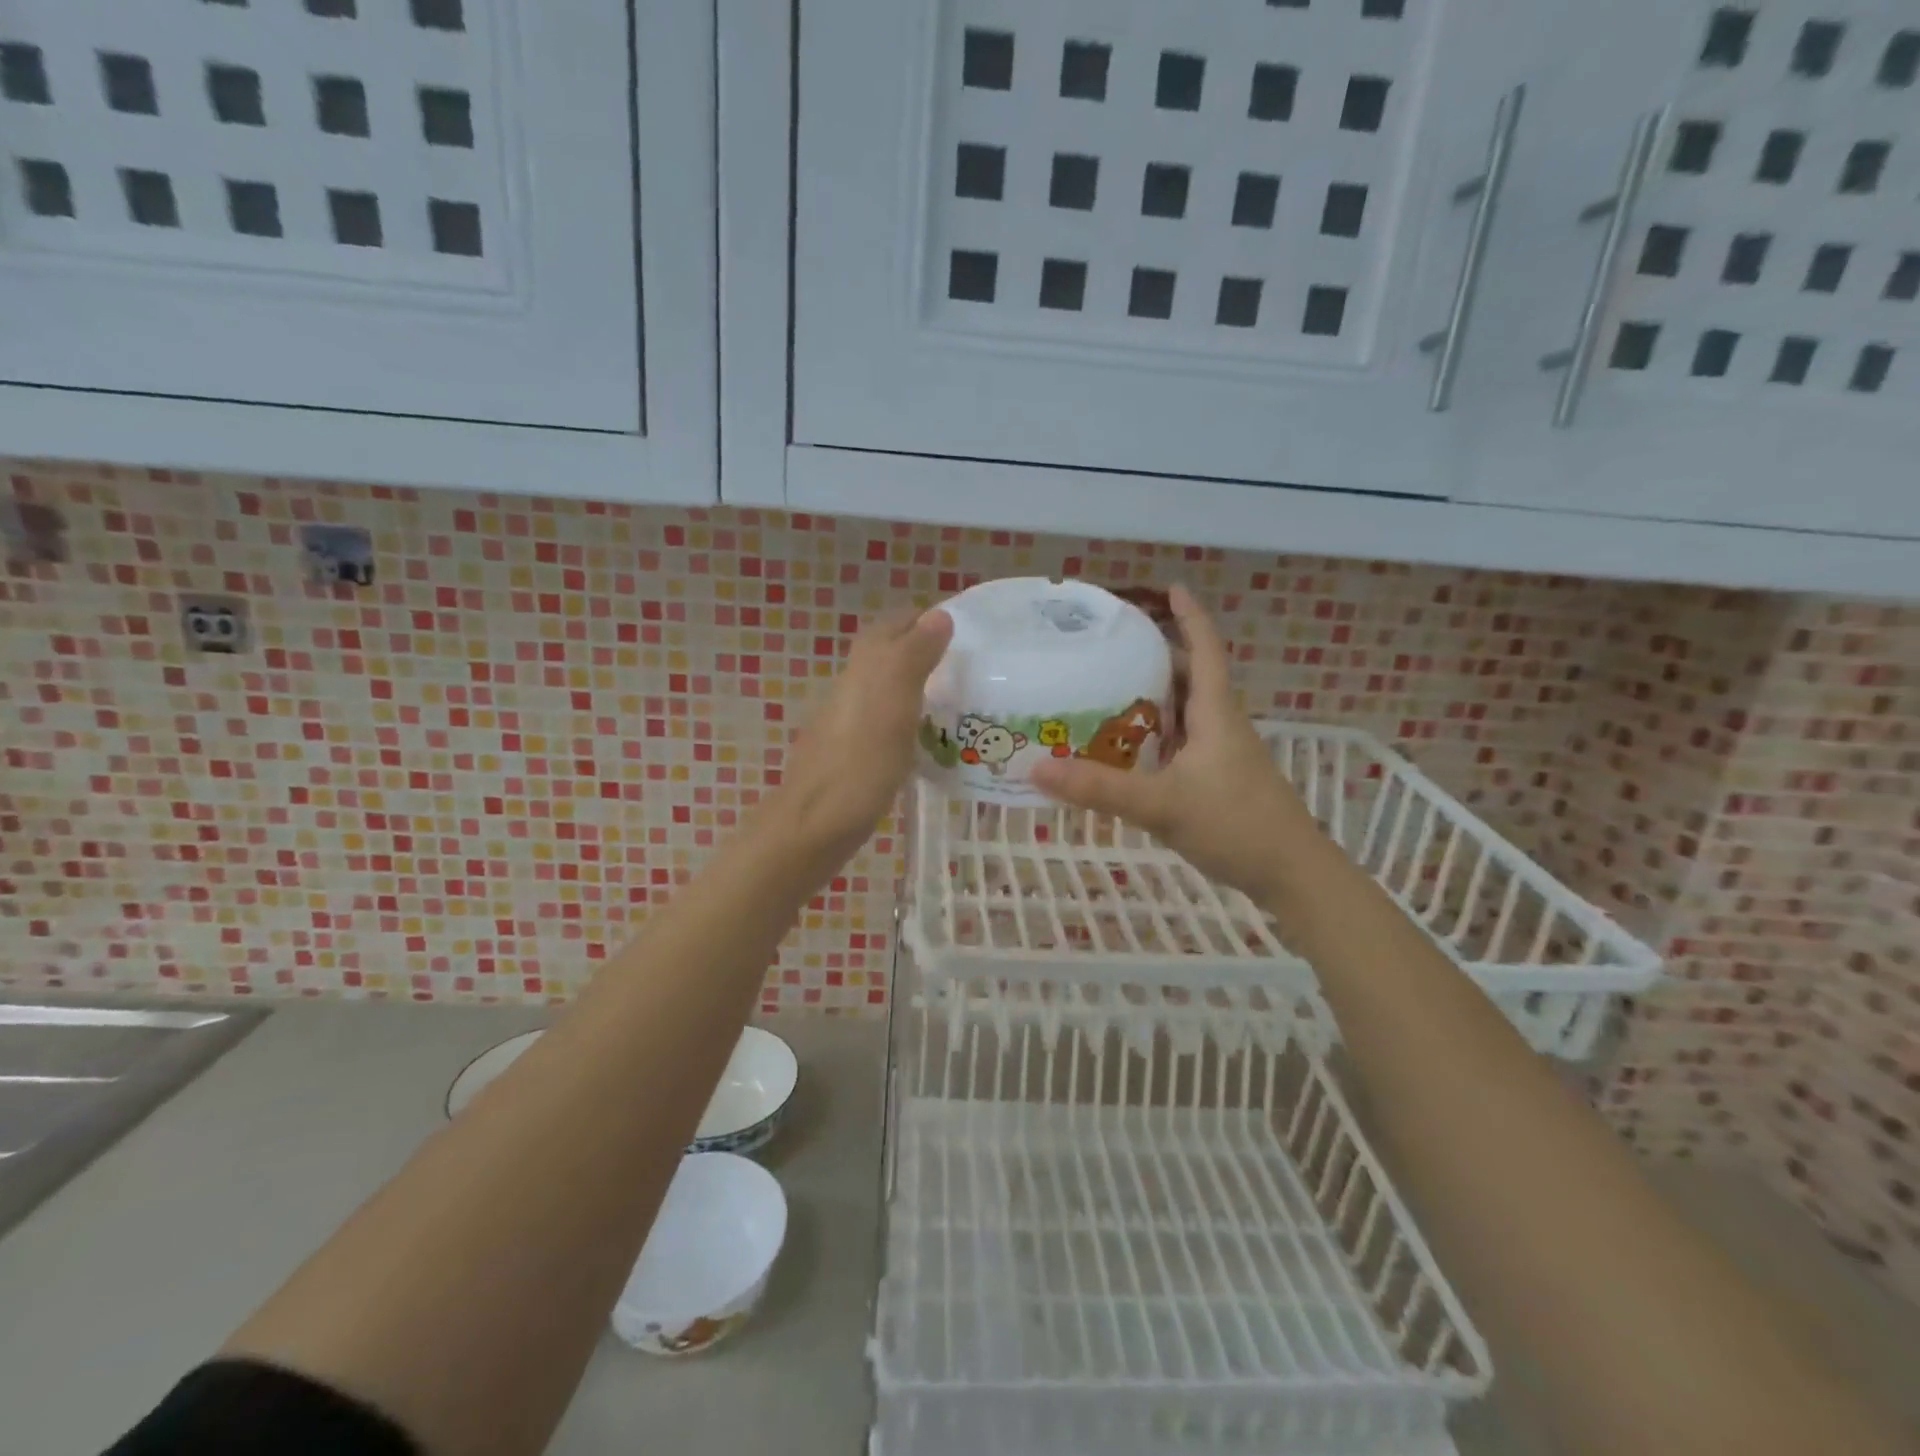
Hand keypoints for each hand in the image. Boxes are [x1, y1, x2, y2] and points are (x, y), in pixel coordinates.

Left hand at [779, 606, 952, 854]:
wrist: (815, 825)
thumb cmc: (861, 763)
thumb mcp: (894, 702)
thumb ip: (914, 656)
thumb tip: (938, 615)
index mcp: (864, 667)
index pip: (894, 624)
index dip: (925, 621)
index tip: (964, 632)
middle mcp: (852, 686)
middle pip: (888, 654)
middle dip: (923, 650)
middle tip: (965, 666)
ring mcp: (849, 721)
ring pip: (886, 688)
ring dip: (917, 685)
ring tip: (956, 700)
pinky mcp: (852, 753)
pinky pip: (885, 721)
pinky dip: (909, 719)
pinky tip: (928, 739)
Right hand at [1028, 585, 1319, 900]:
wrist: (1292, 875)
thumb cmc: (1235, 825)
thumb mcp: (1161, 805)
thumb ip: (1100, 789)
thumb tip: (1038, 767)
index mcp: (1215, 713)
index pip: (1205, 650)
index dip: (1190, 616)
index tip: (1169, 588)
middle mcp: (1220, 725)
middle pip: (1190, 677)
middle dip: (1157, 656)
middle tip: (1112, 647)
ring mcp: (1222, 754)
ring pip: (1185, 712)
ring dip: (1154, 698)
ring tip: (1107, 691)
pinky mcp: (1218, 780)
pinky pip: (1181, 742)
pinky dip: (1155, 735)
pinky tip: (1127, 750)